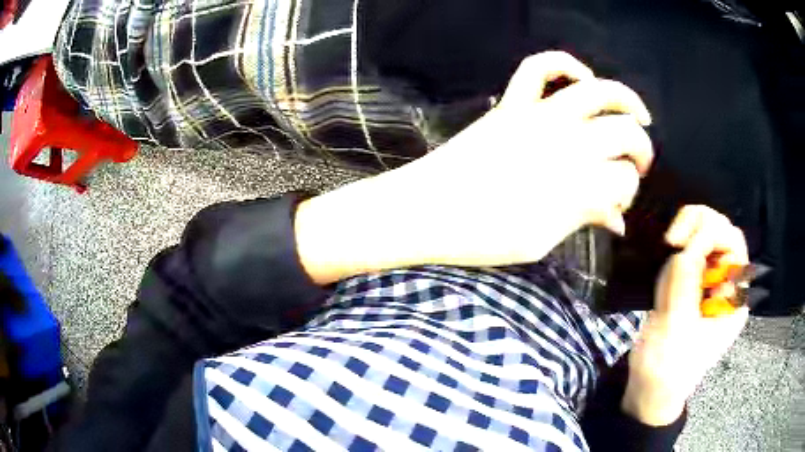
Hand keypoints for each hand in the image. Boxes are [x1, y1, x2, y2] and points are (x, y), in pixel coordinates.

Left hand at [295, 51, 653, 283]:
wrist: (425, 210)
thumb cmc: (481, 237)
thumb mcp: (540, 241)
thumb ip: (582, 219)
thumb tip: (617, 219)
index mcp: (575, 184)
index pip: (624, 180)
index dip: (629, 194)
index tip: (619, 206)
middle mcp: (566, 142)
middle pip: (624, 135)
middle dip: (642, 152)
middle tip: (639, 167)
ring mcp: (538, 116)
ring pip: (597, 91)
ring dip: (626, 99)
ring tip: (640, 116)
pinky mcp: (511, 105)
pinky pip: (538, 67)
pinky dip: (564, 63)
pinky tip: (582, 76)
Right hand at [622, 205, 749, 425]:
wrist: (651, 388)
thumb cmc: (667, 369)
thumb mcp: (677, 330)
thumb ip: (685, 286)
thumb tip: (684, 247)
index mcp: (733, 299)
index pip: (733, 245)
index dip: (711, 233)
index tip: (680, 245)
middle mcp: (726, 285)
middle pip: (722, 232)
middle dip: (698, 226)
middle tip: (671, 240)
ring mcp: (707, 284)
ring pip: (705, 234)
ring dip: (686, 234)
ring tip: (667, 251)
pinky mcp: (691, 284)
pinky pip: (687, 251)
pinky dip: (675, 247)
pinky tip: (664, 266)